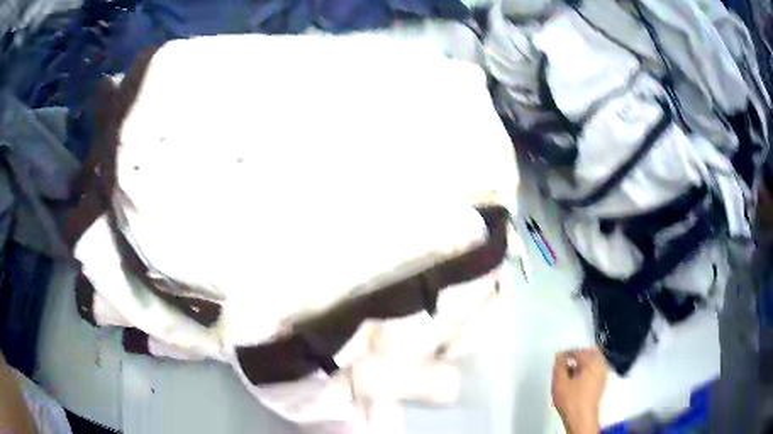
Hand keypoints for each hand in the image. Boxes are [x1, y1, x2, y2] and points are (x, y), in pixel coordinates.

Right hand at [551, 347, 607, 433]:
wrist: (581, 417)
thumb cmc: (572, 402)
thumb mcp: (559, 382)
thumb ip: (559, 366)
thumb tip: (559, 357)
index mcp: (592, 362)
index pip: (578, 350)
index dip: (567, 353)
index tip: (559, 357)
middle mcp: (600, 366)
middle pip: (591, 352)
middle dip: (579, 354)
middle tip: (568, 359)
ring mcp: (603, 375)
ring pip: (595, 361)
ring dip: (584, 362)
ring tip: (572, 370)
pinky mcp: (602, 384)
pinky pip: (597, 370)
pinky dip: (588, 370)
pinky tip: (579, 378)